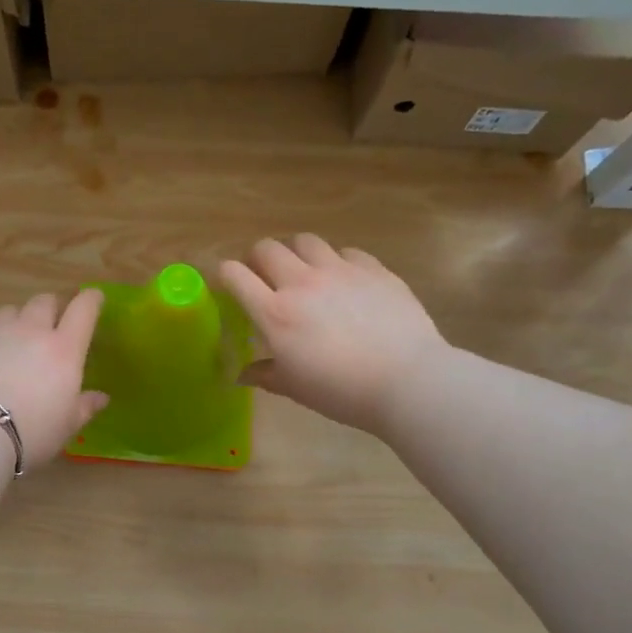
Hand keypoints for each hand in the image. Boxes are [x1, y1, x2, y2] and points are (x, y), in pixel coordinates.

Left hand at [0, 290, 108, 468]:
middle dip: (50, 309)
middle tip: (48, 327)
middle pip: (44, 301)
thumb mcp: (66, 427)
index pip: (84, 310)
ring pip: (9, 311)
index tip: (93, 298)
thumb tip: (101, 397)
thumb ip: (85, 407)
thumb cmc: (29, 433)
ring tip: (10, 342)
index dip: (91, 300)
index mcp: (63, 349)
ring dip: (15, 321)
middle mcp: (30, 330)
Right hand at [219, 235, 448, 436]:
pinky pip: (346, 252)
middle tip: (265, 278)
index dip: (225, 275)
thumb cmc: (341, 391)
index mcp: (275, 313)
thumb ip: (265, 374)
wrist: (406, 380)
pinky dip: (337, 262)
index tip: (228, 285)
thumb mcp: (295, 388)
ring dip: (296, 253)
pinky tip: (345, 282)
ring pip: (305, 241)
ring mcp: (340, 271)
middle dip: (258, 259)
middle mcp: (302, 283)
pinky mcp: (373, 268)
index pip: (235, 275)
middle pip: (267, 248)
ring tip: (304, 272)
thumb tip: (241, 375)